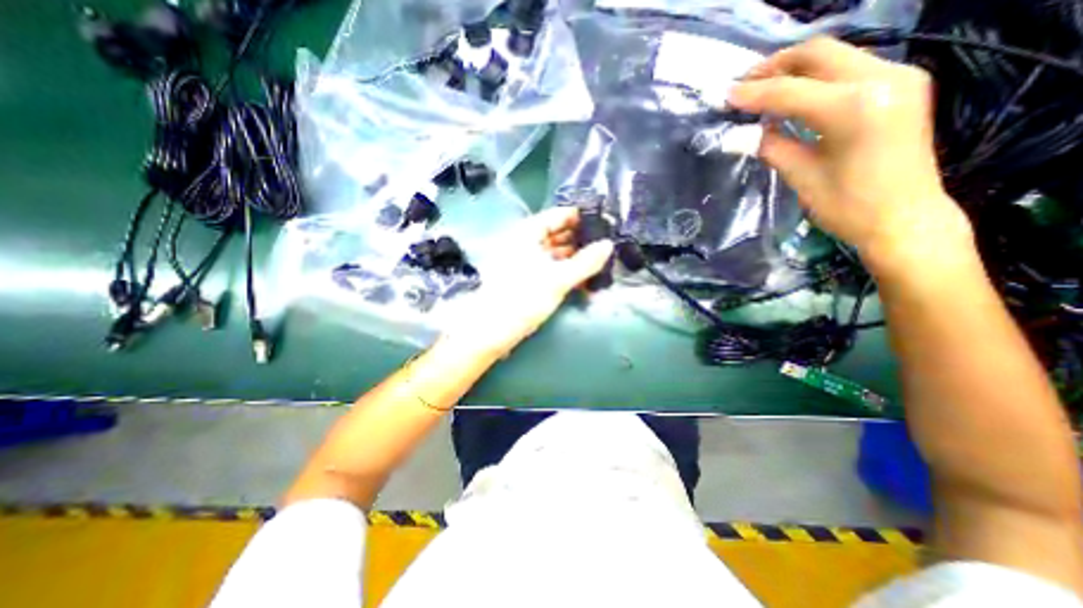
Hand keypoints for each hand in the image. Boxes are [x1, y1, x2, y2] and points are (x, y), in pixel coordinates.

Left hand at [437, 207, 608, 359]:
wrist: (493, 329)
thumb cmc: (523, 298)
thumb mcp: (558, 279)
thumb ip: (585, 262)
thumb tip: (608, 245)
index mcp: (527, 233)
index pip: (557, 215)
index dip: (579, 217)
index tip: (603, 221)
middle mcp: (524, 242)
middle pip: (556, 233)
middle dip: (580, 239)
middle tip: (606, 243)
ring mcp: (524, 261)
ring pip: (554, 252)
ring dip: (574, 257)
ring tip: (599, 261)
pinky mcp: (525, 278)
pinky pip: (549, 267)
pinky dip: (565, 270)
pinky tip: (582, 278)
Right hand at [727, 35, 974, 276]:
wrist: (904, 219)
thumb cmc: (847, 207)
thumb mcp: (801, 176)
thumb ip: (772, 146)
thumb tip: (743, 133)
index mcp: (854, 107)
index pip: (790, 91)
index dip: (753, 93)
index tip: (726, 96)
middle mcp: (882, 78)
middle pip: (818, 54)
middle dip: (774, 66)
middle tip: (743, 84)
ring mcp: (899, 77)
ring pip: (836, 55)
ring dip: (795, 69)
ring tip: (762, 88)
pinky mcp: (902, 85)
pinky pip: (850, 68)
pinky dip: (816, 77)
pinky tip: (794, 95)